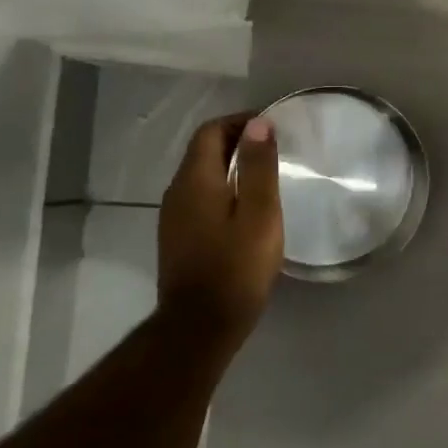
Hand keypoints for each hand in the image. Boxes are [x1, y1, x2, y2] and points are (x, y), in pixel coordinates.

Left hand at [158, 114, 283, 337]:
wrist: (200, 326)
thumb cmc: (236, 266)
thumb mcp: (259, 213)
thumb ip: (258, 166)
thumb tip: (258, 124)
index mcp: (195, 180)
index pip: (210, 132)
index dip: (239, 122)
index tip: (272, 126)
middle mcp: (177, 192)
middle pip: (204, 151)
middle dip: (237, 141)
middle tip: (274, 147)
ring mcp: (174, 217)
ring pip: (202, 176)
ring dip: (230, 165)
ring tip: (265, 174)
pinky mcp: (179, 238)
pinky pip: (201, 198)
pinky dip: (223, 188)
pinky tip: (246, 208)